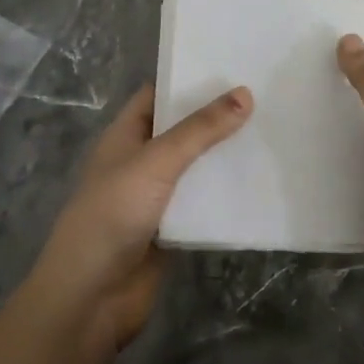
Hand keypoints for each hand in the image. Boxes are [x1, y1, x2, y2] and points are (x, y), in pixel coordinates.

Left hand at [27, 82, 252, 351]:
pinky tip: (262, 180)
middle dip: (216, 115)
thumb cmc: (112, 215)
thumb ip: (200, 130)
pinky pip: (204, 202)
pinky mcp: (173, 228)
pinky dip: (227, 193)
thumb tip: (245, 93)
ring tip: (273, 129)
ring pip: (196, 167)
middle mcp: (141, 160)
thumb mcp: (156, 162)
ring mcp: (157, 196)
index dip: (188, 78)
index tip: (232, 64)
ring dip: (225, 154)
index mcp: (125, 135)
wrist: (91, 299)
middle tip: (265, 94)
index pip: (158, 94)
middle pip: (182, 129)